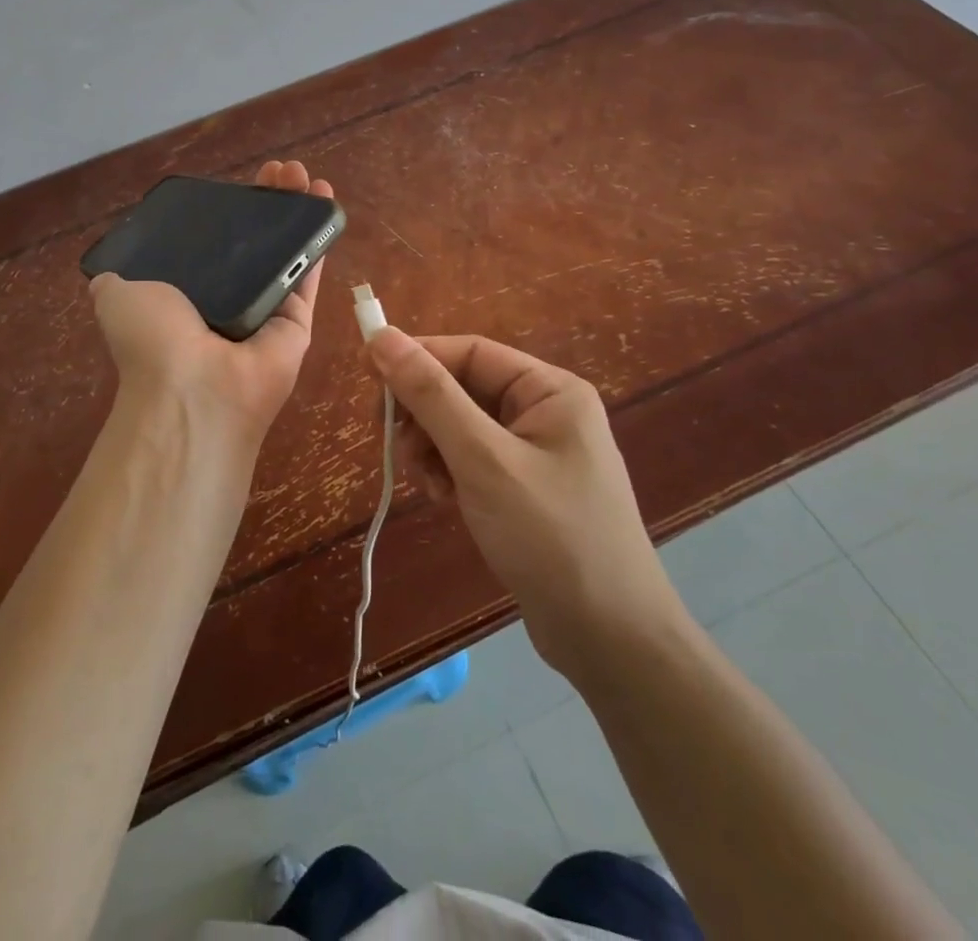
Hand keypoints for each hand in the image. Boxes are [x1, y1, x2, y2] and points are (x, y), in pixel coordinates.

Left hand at [90, 161, 331, 455]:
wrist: (194, 389)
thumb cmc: (153, 337)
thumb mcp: (117, 295)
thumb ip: (117, 280)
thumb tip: (109, 275)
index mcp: (187, 294)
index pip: (214, 243)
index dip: (229, 210)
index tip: (240, 182)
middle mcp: (228, 300)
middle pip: (255, 242)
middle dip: (269, 202)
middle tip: (280, 171)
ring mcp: (266, 310)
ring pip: (286, 251)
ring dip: (297, 211)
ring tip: (303, 175)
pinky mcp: (298, 320)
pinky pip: (308, 273)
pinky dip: (319, 236)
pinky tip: (323, 199)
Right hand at [363, 329, 682, 677]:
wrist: (610, 641)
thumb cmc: (550, 536)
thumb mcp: (483, 459)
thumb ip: (431, 395)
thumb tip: (381, 336)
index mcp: (550, 390)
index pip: (469, 352)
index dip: (416, 357)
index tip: (366, 374)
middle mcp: (546, 412)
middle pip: (463, 388)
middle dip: (423, 413)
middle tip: (392, 441)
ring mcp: (537, 453)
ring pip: (462, 427)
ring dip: (432, 447)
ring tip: (425, 482)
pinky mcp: (525, 489)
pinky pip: (473, 460)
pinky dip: (449, 473)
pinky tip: (443, 499)